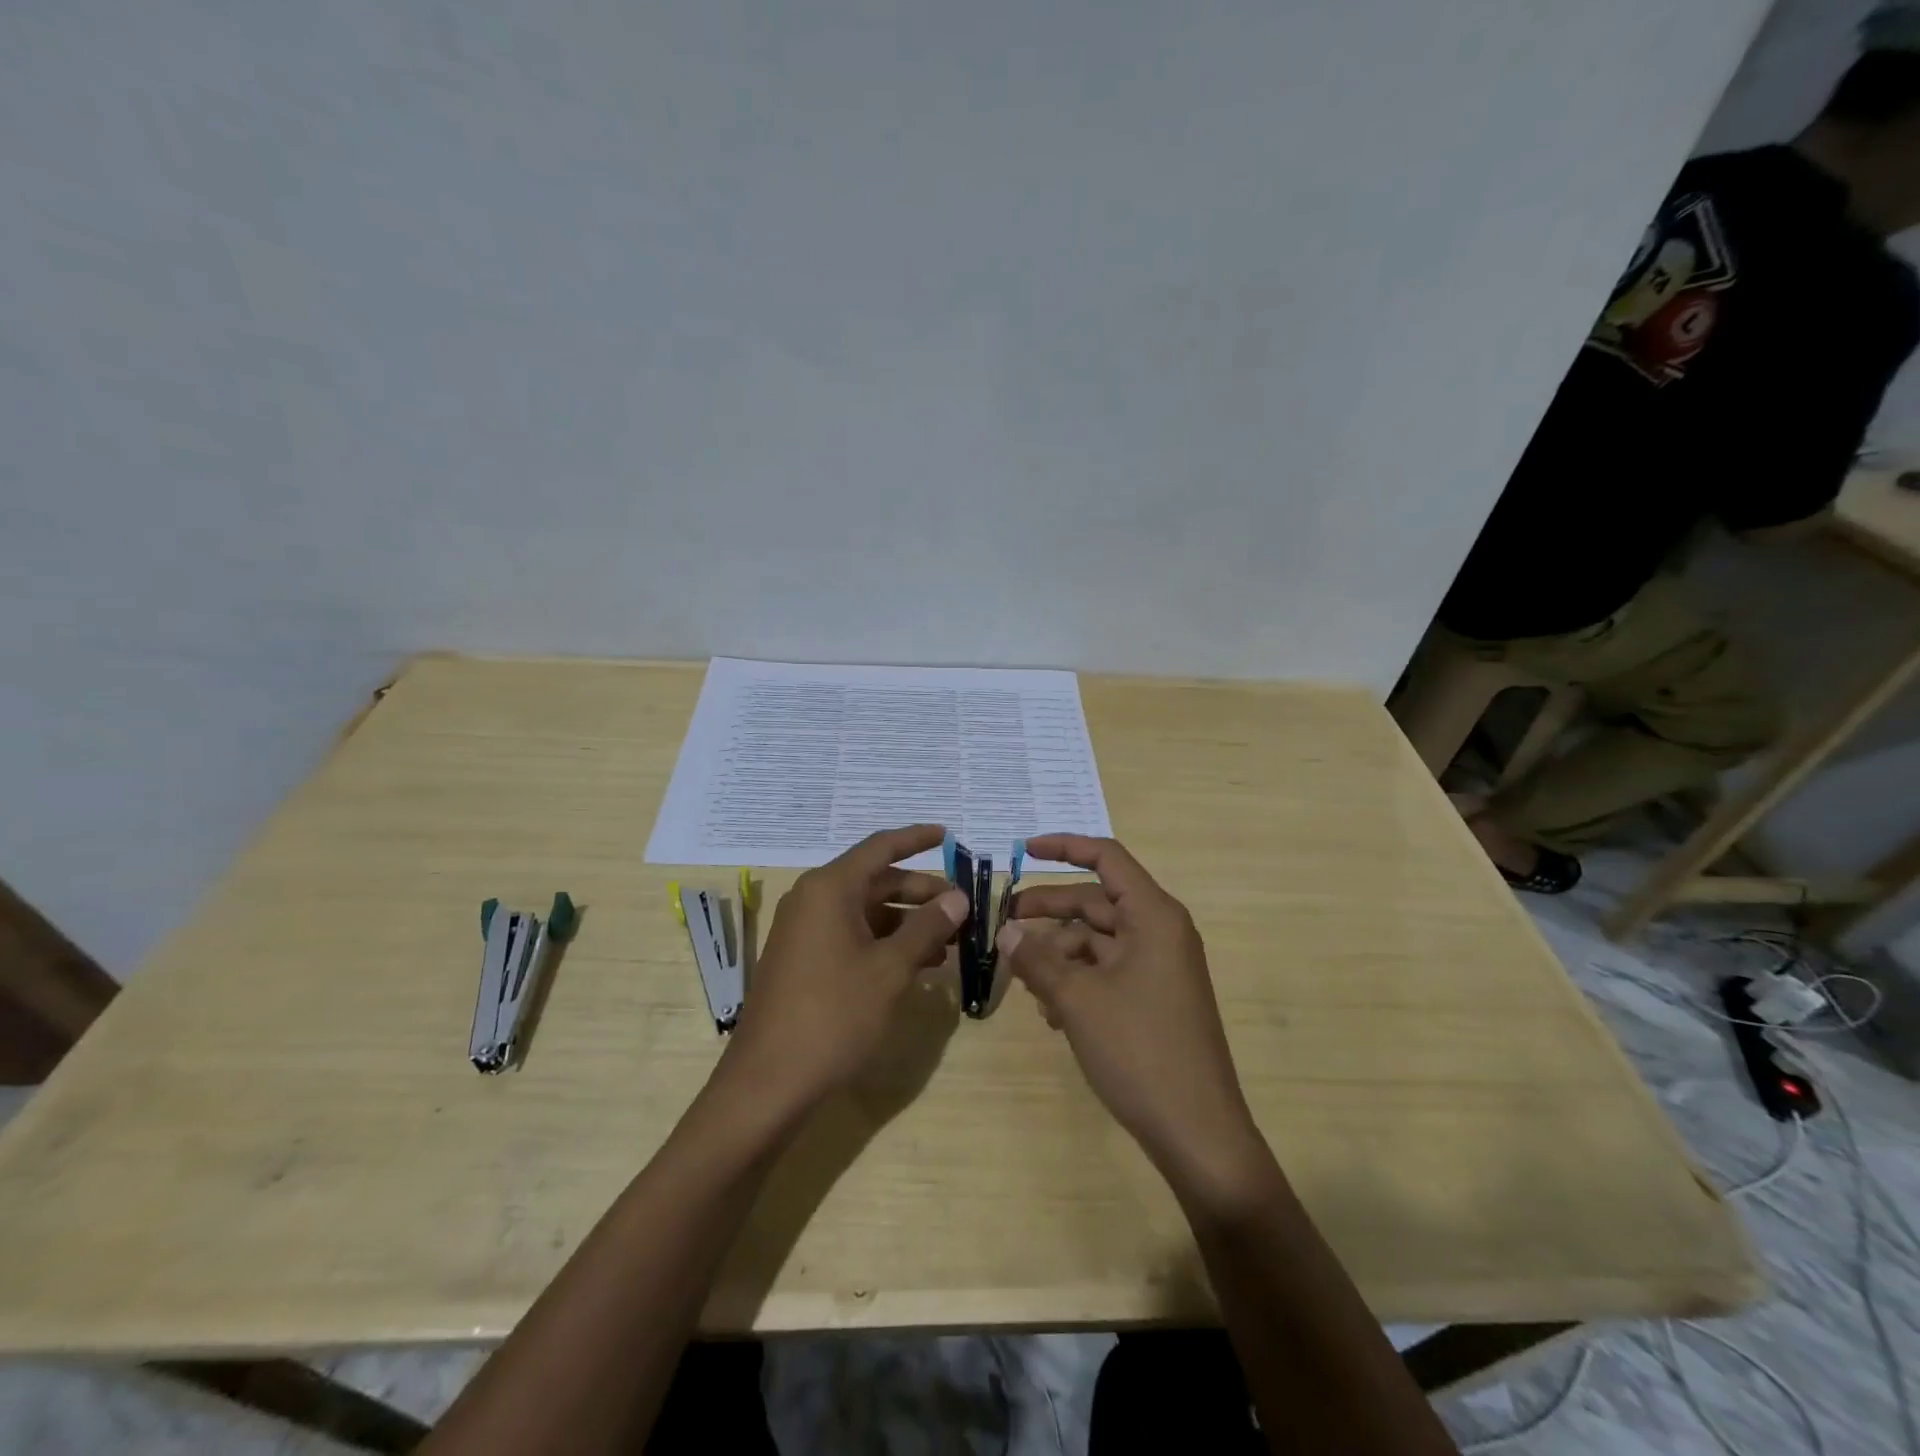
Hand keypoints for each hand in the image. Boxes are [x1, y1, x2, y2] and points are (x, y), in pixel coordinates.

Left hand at [725, 825, 967, 1111]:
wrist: (768, 1082)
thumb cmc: (834, 1015)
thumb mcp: (890, 969)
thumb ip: (927, 928)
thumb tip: (957, 898)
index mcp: (830, 889)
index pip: (880, 847)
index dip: (916, 839)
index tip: (948, 834)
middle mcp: (813, 900)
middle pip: (875, 881)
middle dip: (920, 892)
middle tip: (962, 908)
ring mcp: (804, 932)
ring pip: (866, 912)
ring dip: (907, 923)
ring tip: (949, 944)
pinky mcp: (803, 961)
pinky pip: (851, 936)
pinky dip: (885, 944)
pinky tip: (916, 966)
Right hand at [1000, 835, 1266, 1195]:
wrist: (1197, 1133)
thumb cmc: (1139, 1051)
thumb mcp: (1077, 999)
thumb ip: (1037, 958)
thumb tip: (1006, 931)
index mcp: (1153, 916)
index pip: (1106, 859)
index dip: (1064, 847)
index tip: (1021, 850)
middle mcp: (1159, 932)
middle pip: (1095, 901)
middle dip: (1048, 911)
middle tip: (1002, 921)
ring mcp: (1158, 967)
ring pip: (1096, 941)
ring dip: (1058, 954)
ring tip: (1023, 982)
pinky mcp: (1153, 998)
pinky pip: (1107, 971)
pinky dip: (1076, 981)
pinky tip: (1050, 1013)